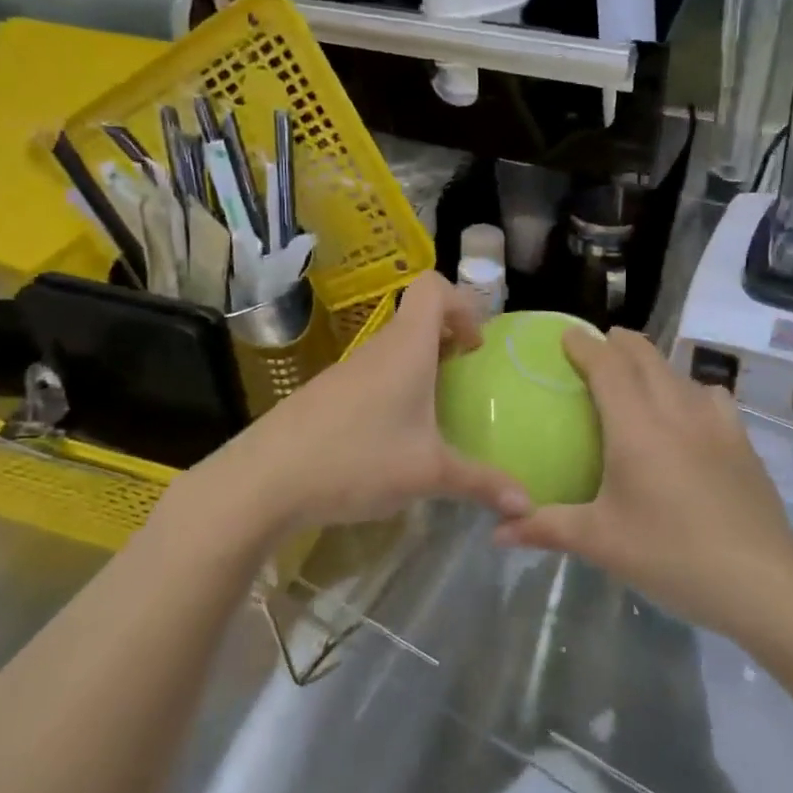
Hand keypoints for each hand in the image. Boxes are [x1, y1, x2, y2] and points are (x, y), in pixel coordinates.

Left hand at [217, 272, 533, 539]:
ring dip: (418, 370)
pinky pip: (370, 378)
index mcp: (406, 348)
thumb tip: (528, 505)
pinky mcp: (324, 396)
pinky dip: (391, 393)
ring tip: (433, 417)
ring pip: (391, 351)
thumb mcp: (428, 474)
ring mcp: (345, 372)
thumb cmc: (357, 460)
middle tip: (464, 382)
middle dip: (446, 342)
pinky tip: (391, 440)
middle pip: (415, 320)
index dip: (462, 304)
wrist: (264, 480)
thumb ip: (481, 483)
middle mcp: (376, 350)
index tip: (474, 346)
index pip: (433, 287)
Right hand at [495, 327, 792, 637]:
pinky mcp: (741, 441)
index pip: (607, 365)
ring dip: (653, 364)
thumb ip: (546, 528)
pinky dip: (689, 390)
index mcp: (636, 426)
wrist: (761, 582)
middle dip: (618, 343)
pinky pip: (710, 396)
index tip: (565, 335)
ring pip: (679, 373)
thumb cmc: (671, 555)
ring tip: (637, 378)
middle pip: (645, 356)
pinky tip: (688, 415)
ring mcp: (715, 423)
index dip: (584, 345)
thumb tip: (496, 531)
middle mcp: (676, 410)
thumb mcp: (601, 543)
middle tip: (597, 347)